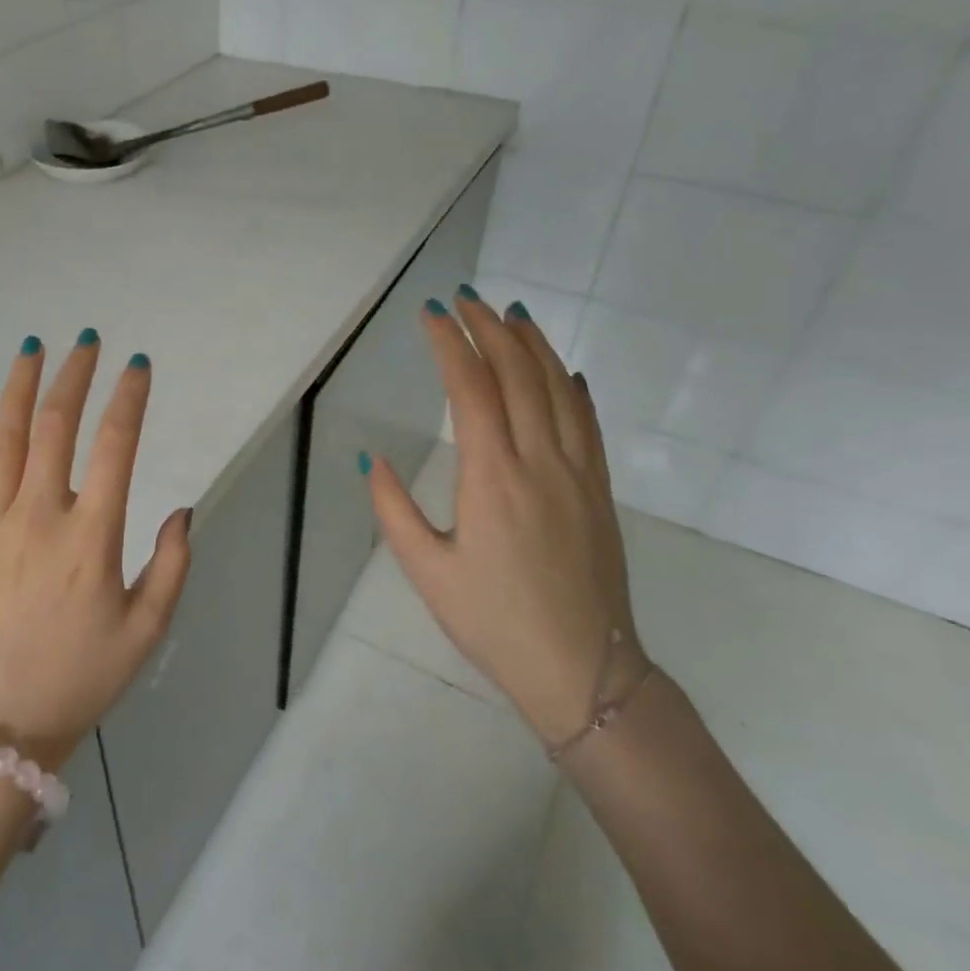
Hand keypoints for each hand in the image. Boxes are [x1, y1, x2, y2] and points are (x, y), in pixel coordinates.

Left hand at [0, 333, 192, 769]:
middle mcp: (40, 517)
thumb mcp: (146, 632)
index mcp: (92, 537)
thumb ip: (172, 567)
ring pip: (3, 440)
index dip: (129, 398)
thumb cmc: (79, 680)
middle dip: (74, 376)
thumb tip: (183, 509)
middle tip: (86, 341)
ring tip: (31, 348)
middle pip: (57, 427)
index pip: (116, 446)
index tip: (138, 366)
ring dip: (18, 388)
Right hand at [364, 292, 643, 748]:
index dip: (451, 345)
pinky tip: (565, 373)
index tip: (431, 314)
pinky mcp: (600, 491)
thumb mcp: (426, 571)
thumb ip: (392, 509)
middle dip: (491, 330)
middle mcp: (540, 462)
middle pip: (519, 375)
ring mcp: (579, 474)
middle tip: (467, 300)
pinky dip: (573, 387)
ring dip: (535, 346)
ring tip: (513, 314)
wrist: (584, 670)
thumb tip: (369, 457)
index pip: (472, 390)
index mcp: (492, 478)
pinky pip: (589, 423)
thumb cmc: (493, 622)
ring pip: (560, 390)